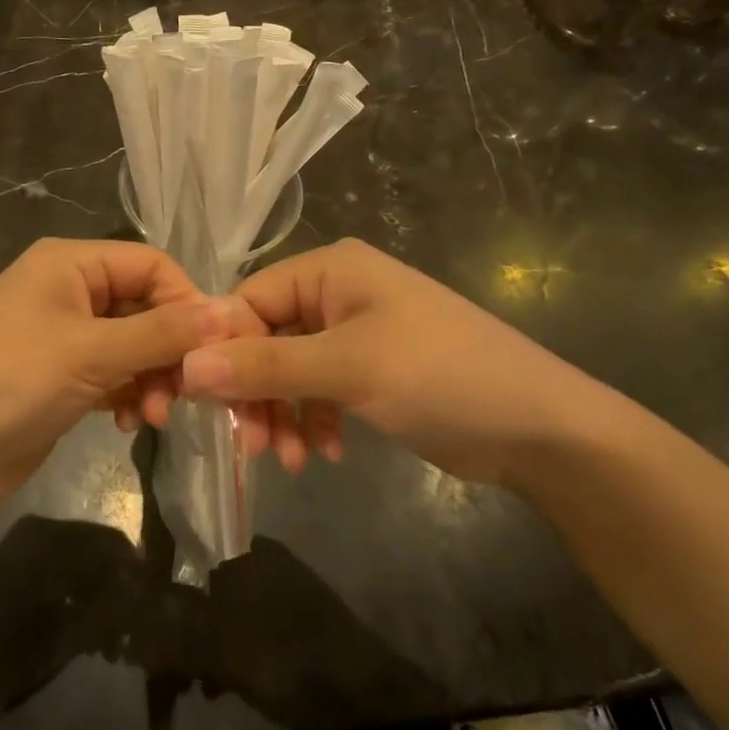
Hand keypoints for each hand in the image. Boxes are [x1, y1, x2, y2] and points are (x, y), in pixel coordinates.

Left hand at [0, 238, 237, 521]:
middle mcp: (67, 289)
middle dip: (169, 350)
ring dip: (152, 378)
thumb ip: (164, 332)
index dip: (189, 302)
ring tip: (155, 415)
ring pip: (133, 345)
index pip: (152, 265)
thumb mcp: (92, 352)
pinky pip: (113, 374)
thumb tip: (231, 312)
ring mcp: (62, 335)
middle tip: (187, 393)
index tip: (218, 349)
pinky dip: (128, 394)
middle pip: (145, 307)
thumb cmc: (11, 382)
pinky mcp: (60, 376)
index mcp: (69, 262)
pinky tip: (128, 422)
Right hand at [181, 238, 625, 486]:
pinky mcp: (371, 371)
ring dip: (281, 413)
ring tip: (289, 459)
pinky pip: (319, 390)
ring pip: (289, 370)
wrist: (542, 429)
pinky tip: (324, 453)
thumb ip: (265, 366)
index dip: (222, 348)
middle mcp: (337, 294)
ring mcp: (356, 333)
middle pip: (266, 338)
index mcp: (330, 270)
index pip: (249, 299)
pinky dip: (312, 420)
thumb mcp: (348, 368)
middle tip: (251, 444)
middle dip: (255, 391)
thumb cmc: (441, 377)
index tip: (204, 402)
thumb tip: (186, 367)